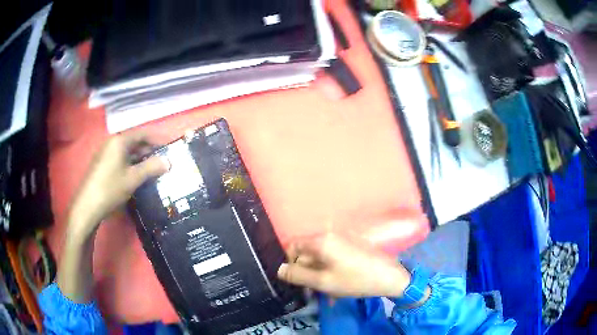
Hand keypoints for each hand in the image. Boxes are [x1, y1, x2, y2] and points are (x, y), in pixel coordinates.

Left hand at [67, 133, 168, 239]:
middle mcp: (112, 142)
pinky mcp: (103, 164)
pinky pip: (121, 159)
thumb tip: (168, 161)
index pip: (143, 134)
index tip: (169, 147)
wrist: (88, 206)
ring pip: (128, 151)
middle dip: (149, 150)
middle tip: (163, 161)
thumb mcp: (133, 178)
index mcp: (120, 141)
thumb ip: (151, 167)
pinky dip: (131, 164)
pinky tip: (137, 175)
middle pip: (135, 141)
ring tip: (153, 169)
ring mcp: (106, 153)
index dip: (157, 139)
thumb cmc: (111, 188)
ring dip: (141, 158)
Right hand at [277, 234, 411, 297]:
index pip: (292, 246)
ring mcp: (342, 238)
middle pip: (307, 251)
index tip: (297, 279)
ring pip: (320, 256)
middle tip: (314, 288)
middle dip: (307, 270)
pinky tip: (339, 283)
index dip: (290, 263)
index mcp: (321, 240)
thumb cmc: (355, 279)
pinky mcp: (352, 244)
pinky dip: (331, 269)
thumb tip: (280, 269)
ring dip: (319, 273)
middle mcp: (330, 234)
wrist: (389, 276)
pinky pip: (333, 256)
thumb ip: (297, 275)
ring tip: (329, 289)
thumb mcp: (322, 282)